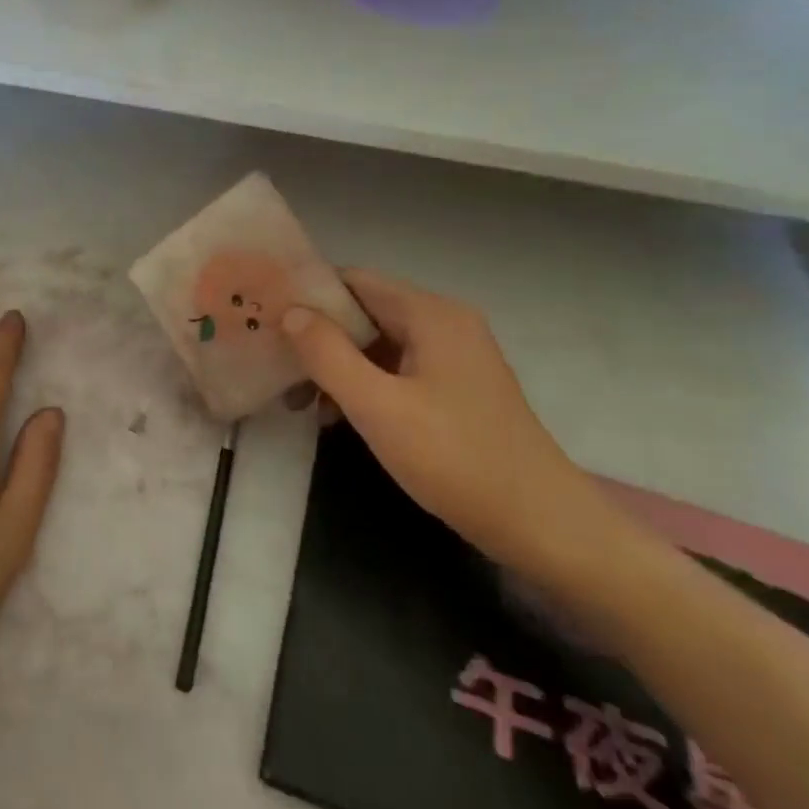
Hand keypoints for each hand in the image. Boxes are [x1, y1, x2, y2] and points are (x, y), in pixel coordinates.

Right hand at [281, 269, 621, 575]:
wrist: (542, 527)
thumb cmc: (457, 459)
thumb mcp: (379, 407)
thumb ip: (328, 354)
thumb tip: (290, 312)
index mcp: (431, 315)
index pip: (355, 281)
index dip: (308, 293)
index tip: (265, 313)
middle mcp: (444, 324)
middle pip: (364, 312)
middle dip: (316, 335)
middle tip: (271, 360)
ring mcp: (453, 359)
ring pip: (376, 345)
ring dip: (335, 364)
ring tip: (294, 397)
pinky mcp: (455, 390)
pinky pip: (395, 371)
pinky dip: (362, 385)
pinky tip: (333, 415)